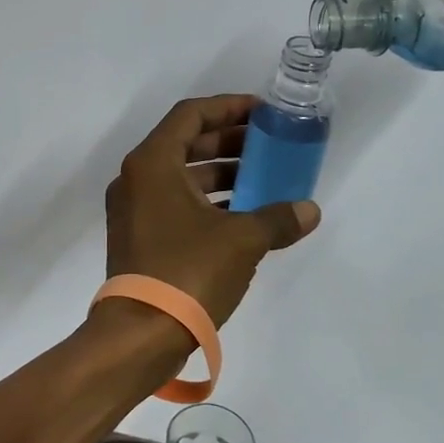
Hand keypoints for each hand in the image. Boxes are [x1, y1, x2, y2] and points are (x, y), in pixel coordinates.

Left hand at [104, 95, 320, 327]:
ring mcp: (133, 210)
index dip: (228, 107)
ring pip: (181, 177)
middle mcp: (136, 179)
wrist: (140, 334)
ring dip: (221, 175)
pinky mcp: (138, 238)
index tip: (261, 113)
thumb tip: (310, 211)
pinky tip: (242, 216)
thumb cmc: (188, 271)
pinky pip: (175, 204)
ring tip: (262, 180)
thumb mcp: (242, 240)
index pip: (191, 115)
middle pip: (186, 144)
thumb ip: (277, 219)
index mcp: (153, 163)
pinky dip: (207, 202)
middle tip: (268, 146)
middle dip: (229, 142)